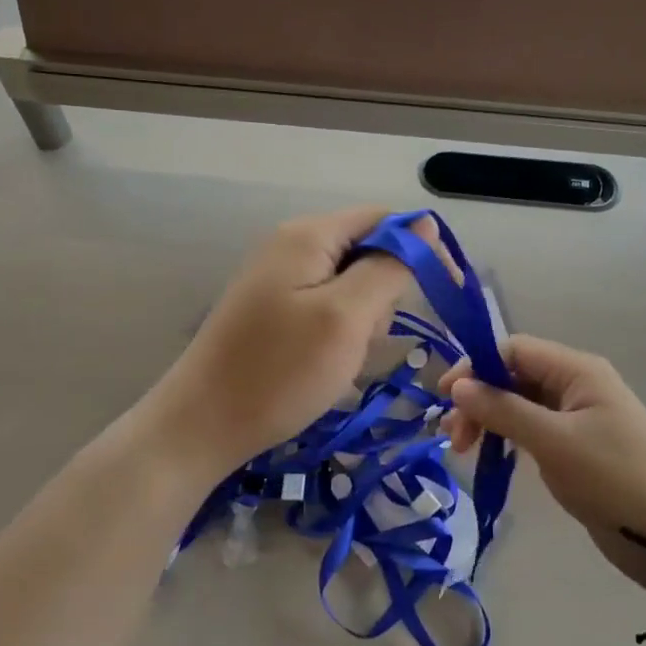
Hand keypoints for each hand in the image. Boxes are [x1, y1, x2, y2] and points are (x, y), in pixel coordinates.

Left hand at [142, 207, 434, 487]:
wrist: (200, 426)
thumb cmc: (279, 371)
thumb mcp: (346, 317)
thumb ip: (389, 266)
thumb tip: (425, 225)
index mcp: (310, 234)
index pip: (385, 219)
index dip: (420, 248)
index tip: (445, 293)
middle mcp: (293, 243)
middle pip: (367, 249)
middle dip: (383, 293)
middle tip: (366, 340)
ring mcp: (278, 276)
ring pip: (349, 282)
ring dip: (362, 319)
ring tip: (341, 359)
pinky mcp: (271, 307)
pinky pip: (325, 305)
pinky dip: (338, 331)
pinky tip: (324, 364)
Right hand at [442, 337, 645, 603]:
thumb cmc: (614, 478)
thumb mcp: (553, 442)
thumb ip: (503, 409)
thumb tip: (458, 386)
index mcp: (576, 369)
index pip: (514, 349)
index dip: (476, 366)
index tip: (446, 397)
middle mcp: (575, 384)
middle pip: (514, 375)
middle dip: (479, 398)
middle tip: (452, 435)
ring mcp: (577, 415)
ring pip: (520, 402)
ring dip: (489, 418)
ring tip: (463, 448)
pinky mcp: (576, 445)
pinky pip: (533, 427)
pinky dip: (508, 436)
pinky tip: (490, 454)